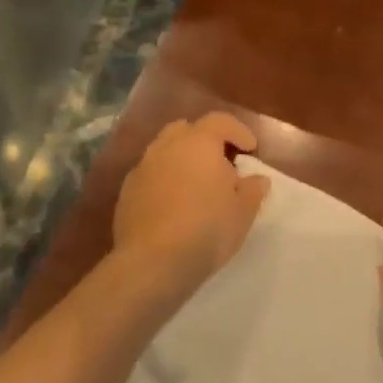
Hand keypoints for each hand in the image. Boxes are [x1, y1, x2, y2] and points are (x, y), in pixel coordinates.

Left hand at [113, 113, 270, 296]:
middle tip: (220, 165)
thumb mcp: (243, 212)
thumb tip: (256, 179)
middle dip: (205, 140)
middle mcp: (166, 147)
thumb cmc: (207, 230)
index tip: (251, 150)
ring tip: (197, 187)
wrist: (153, 262)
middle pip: (186, 129)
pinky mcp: (126, 192)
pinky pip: (150, 175)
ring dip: (182, 161)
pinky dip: (164, 181)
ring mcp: (142, 168)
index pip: (220, 121)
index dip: (238, 131)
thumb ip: (253, 189)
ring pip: (164, 151)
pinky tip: (174, 206)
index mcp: (198, 143)